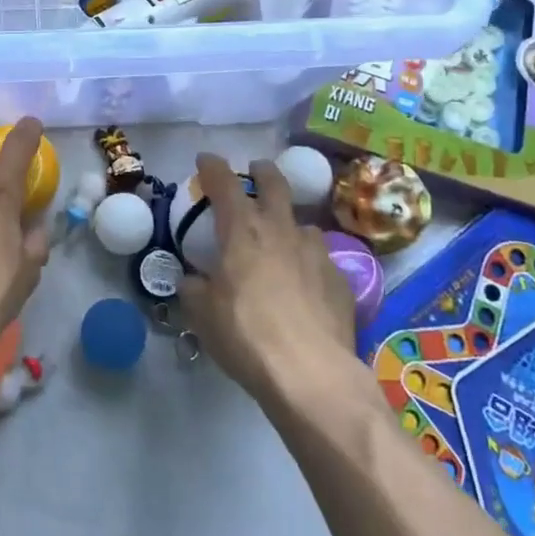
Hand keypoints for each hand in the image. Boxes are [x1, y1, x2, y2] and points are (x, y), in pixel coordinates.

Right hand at [178, 153, 357, 400]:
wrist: (311, 374)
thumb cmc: (246, 335)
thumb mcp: (202, 314)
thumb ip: (194, 289)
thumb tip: (193, 281)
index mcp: (242, 230)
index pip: (224, 182)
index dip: (212, 167)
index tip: (205, 161)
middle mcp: (281, 230)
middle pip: (275, 183)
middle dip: (262, 172)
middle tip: (255, 171)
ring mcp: (316, 253)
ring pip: (302, 223)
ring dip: (289, 223)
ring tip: (282, 240)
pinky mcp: (341, 280)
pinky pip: (321, 260)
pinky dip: (308, 263)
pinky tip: (305, 285)